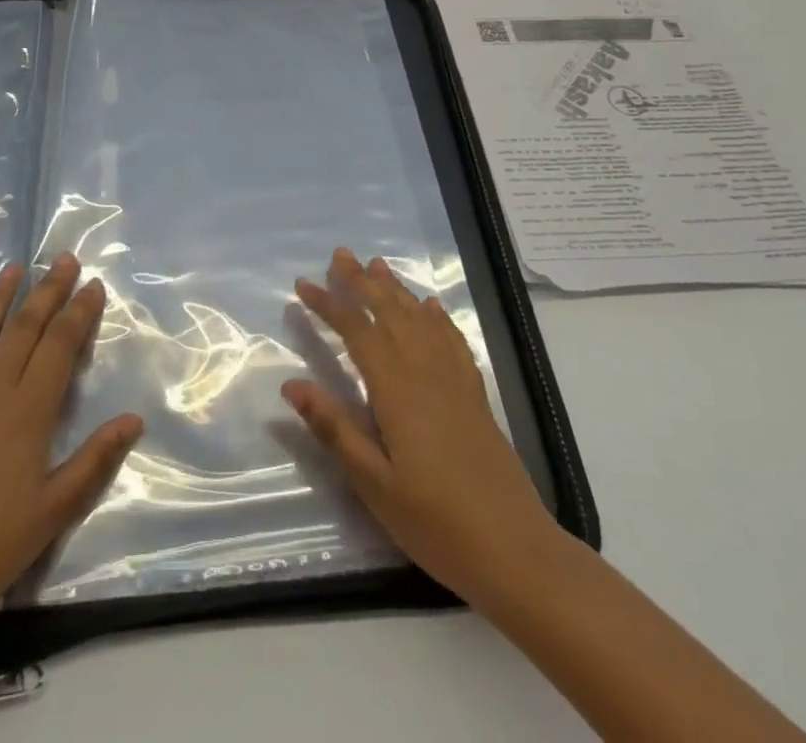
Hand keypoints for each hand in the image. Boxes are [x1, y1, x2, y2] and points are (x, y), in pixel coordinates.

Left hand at [0, 255, 143, 637]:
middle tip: (64, 258)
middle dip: (48, 290)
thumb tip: (134, 418)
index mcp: (28, 410)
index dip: (79, 311)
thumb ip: (95, 459)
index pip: (60, 344)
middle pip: (25, 327)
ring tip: (13, 267)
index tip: (93, 284)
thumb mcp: (54, 510)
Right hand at [282, 246, 558, 614]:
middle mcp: (426, 372)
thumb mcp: (373, 484)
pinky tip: (431, 307)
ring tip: (377, 265)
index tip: (303, 285)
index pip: (357, 332)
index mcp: (397, 390)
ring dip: (396, 290)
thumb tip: (291, 384)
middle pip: (390, 313)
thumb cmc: (435, 521)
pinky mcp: (474, 395)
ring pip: (421, 319)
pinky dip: (438, 317)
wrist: (514, 550)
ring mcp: (455, 381)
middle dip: (362, 282)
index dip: (329, 304)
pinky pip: (453, 340)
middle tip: (340, 255)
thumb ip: (334, 429)